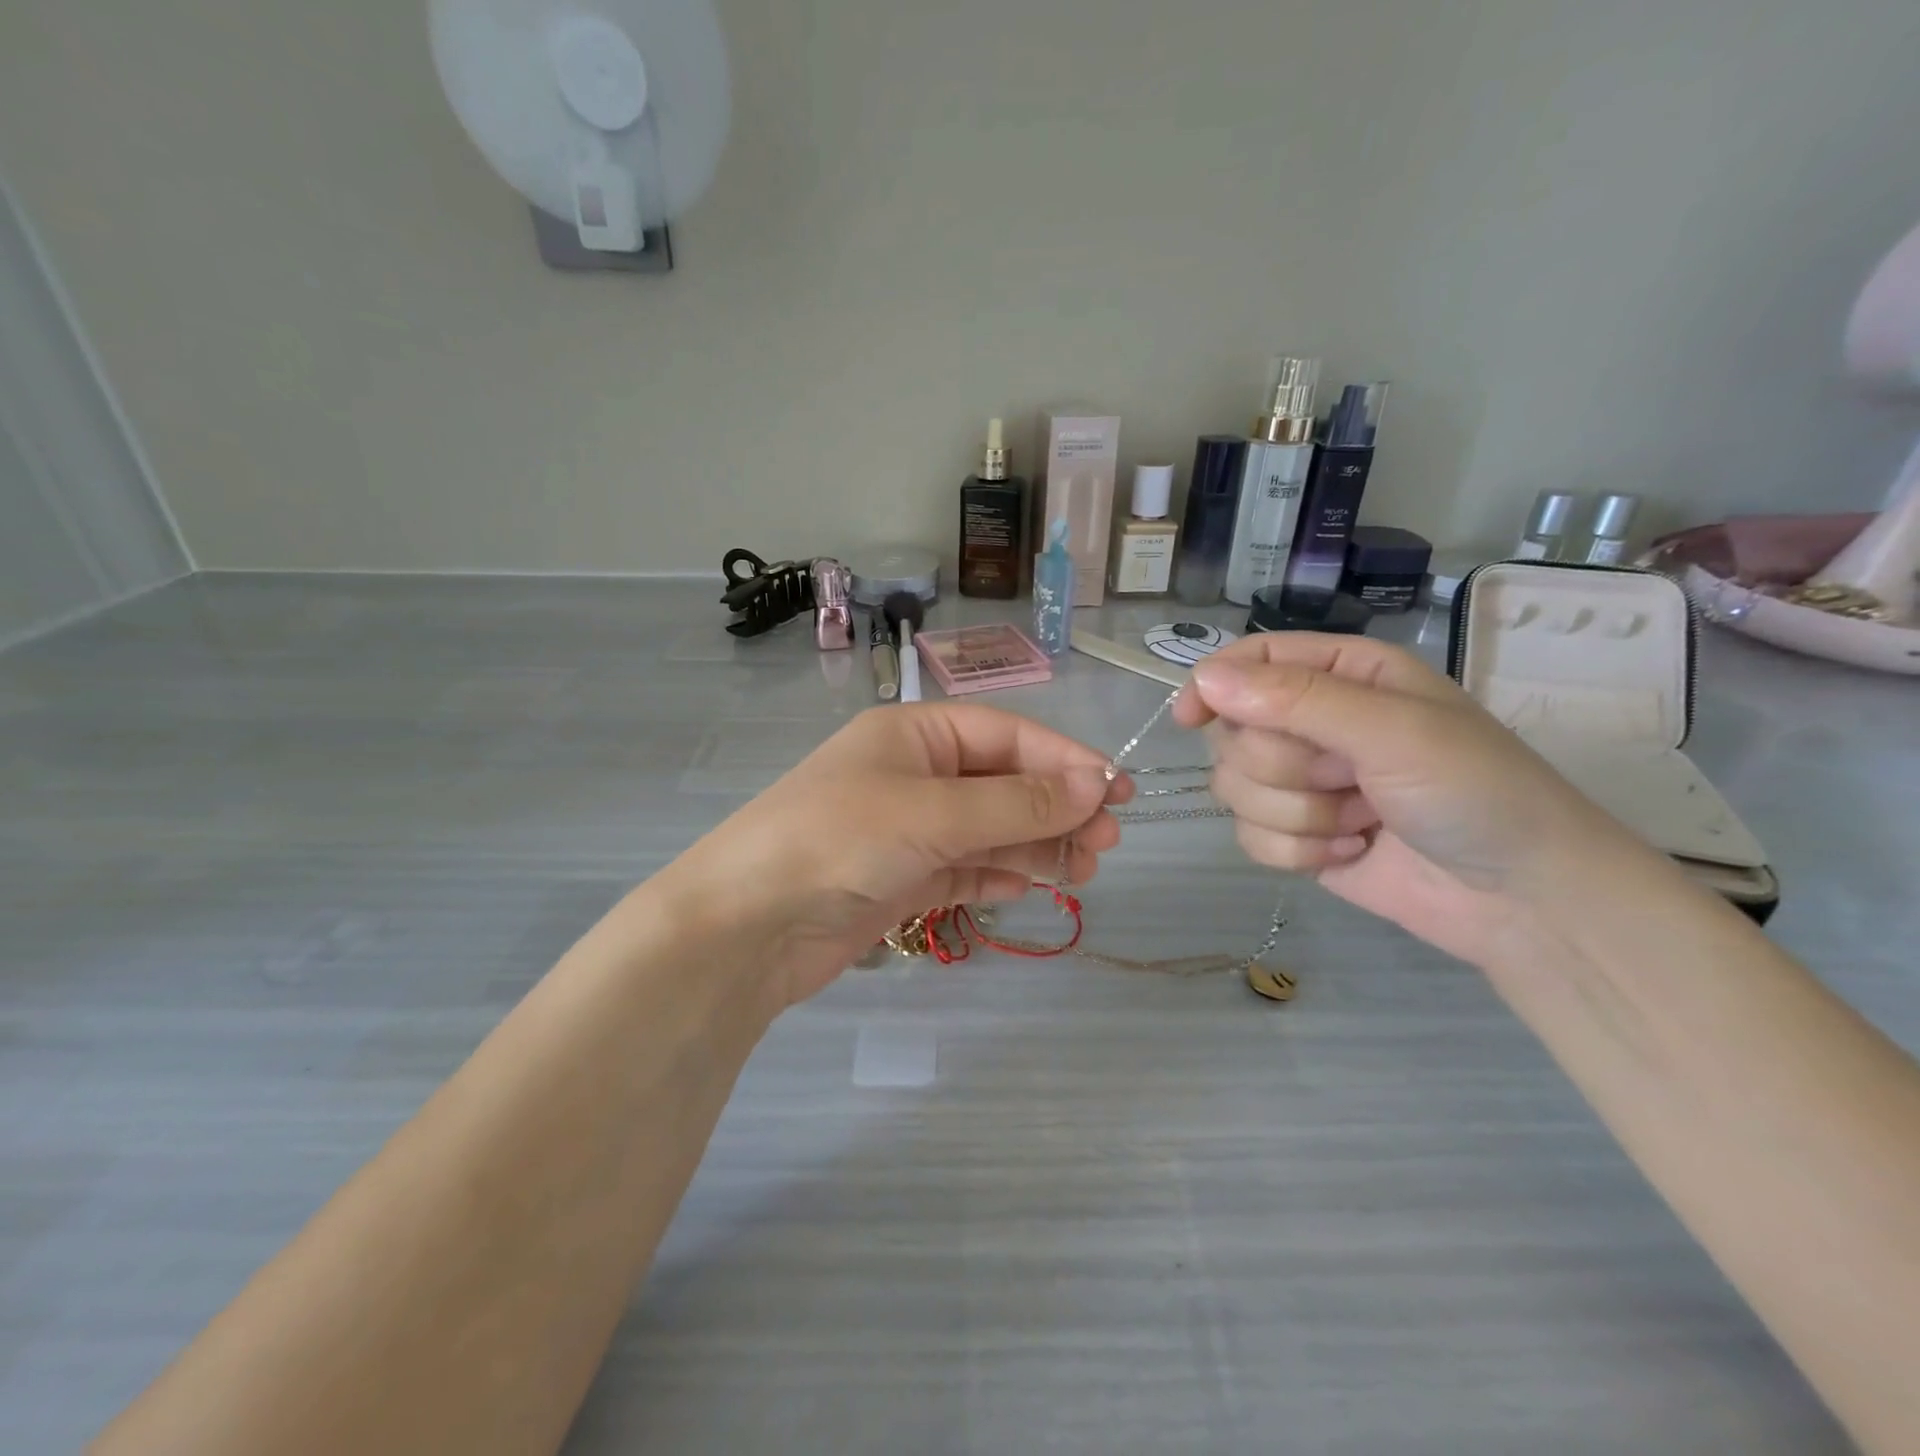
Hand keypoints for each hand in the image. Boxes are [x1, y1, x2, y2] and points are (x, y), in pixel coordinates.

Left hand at [661, 704, 1131, 1011]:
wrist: (746, 927)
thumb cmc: (839, 840)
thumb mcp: (934, 812)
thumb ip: (1017, 803)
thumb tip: (1096, 784)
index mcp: (914, 735)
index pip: (1006, 735)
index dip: (1064, 759)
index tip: (1116, 789)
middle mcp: (913, 774)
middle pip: (1003, 783)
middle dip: (1056, 808)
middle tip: (1108, 841)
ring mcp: (906, 829)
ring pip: (989, 829)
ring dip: (1036, 844)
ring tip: (1085, 869)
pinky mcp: (900, 879)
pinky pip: (964, 868)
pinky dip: (997, 874)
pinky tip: (1030, 886)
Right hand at [1174, 634, 1654, 966]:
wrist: (1523, 900)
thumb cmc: (1476, 792)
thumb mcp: (1393, 730)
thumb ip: (1296, 701)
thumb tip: (1206, 679)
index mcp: (1341, 675)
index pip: (1250, 661)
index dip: (1214, 685)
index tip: (1193, 719)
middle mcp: (1314, 723)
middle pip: (1234, 734)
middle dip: (1285, 768)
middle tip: (1348, 778)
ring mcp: (1302, 783)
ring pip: (1235, 789)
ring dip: (1296, 814)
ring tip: (1360, 821)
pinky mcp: (1296, 836)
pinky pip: (1250, 837)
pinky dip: (1296, 852)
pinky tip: (1349, 852)